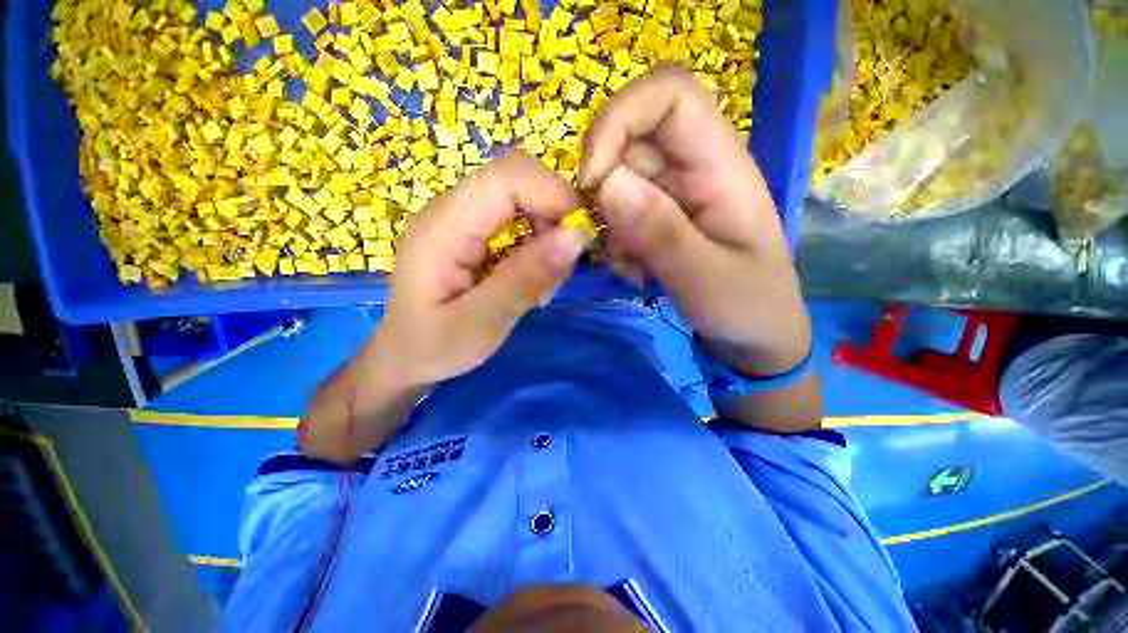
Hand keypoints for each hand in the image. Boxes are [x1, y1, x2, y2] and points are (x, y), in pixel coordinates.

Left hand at [369, 150, 590, 390]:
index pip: (507, 176)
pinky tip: (531, 275)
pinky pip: (516, 217)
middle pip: (516, 177)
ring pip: (521, 196)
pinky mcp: (472, 231)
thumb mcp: (481, 324)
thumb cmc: (435, 347)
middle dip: (554, 213)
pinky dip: (537, 241)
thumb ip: (525, 280)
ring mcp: (460, 217)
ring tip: (543, 280)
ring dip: (547, 231)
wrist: (405, 356)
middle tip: (561, 264)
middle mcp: (451, 209)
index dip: (553, 194)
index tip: (578, 238)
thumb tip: (577, 235)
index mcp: (444, 227)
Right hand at [580, 64, 809, 375]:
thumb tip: (605, 183)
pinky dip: (616, 242)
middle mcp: (694, 168)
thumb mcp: (705, 278)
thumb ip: (660, 232)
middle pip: (630, 141)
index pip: (668, 95)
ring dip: (609, 225)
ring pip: (617, 181)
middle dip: (603, 188)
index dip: (619, 119)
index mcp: (721, 165)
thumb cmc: (747, 306)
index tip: (592, 178)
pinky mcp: (661, 218)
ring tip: (634, 267)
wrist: (756, 334)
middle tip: (611, 241)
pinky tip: (637, 273)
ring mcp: (674, 194)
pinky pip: (619, 213)